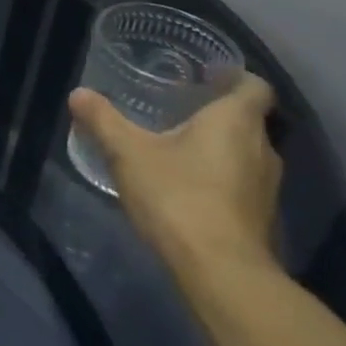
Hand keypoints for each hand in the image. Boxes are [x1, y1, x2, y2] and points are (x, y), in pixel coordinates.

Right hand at [67, 73, 282, 281]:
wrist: (220, 270)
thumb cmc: (178, 195)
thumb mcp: (128, 153)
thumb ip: (103, 120)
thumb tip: (78, 94)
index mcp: (236, 121)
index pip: (254, 86)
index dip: (235, 76)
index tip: (207, 75)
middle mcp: (263, 148)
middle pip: (248, 119)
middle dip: (217, 113)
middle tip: (179, 109)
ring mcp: (267, 186)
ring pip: (245, 153)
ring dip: (218, 148)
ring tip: (178, 147)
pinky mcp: (261, 216)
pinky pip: (242, 183)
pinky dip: (219, 177)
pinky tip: (187, 186)